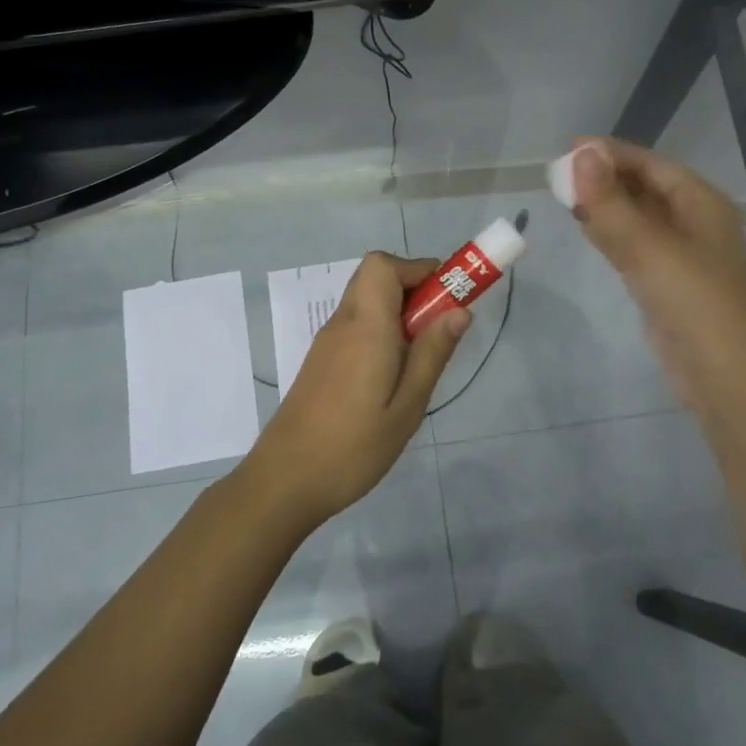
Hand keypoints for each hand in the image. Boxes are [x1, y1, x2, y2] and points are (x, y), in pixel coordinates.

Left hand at [238, 252, 468, 529]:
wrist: (285, 480)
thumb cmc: (353, 447)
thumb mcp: (407, 406)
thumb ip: (432, 353)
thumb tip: (460, 310)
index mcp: (365, 326)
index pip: (383, 264)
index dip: (418, 269)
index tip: (448, 298)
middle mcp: (343, 323)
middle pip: (375, 276)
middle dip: (414, 288)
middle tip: (438, 328)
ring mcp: (327, 342)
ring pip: (366, 301)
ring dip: (398, 311)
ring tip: (420, 358)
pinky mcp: (321, 361)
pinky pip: (356, 326)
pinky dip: (381, 331)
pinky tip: (392, 376)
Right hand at [568, 136, 745, 414]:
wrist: (725, 375)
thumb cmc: (694, 302)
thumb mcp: (649, 247)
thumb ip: (611, 202)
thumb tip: (581, 155)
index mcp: (700, 202)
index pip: (650, 164)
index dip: (610, 153)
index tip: (568, 149)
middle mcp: (693, 221)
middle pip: (644, 187)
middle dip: (605, 177)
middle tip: (558, 174)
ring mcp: (681, 254)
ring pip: (637, 217)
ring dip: (605, 204)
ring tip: (565, 195)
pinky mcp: (666, 283)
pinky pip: (634, 246)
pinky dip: (611, 233)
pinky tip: (588, 229)